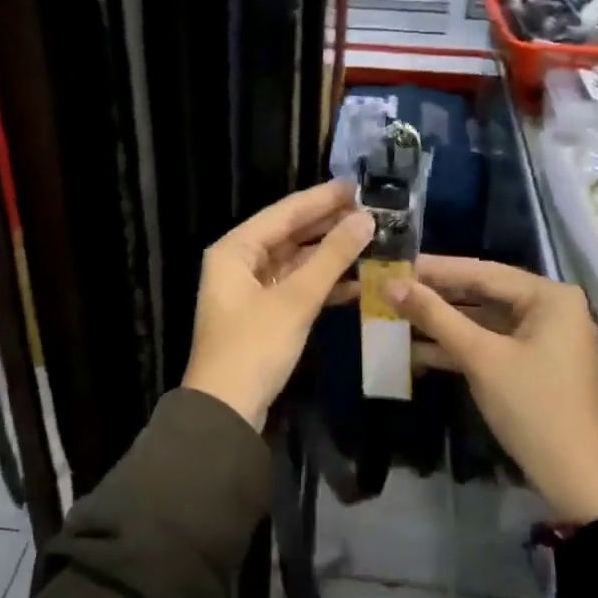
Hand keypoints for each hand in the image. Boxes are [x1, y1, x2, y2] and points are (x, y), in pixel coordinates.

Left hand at [182, 181, 373, 429]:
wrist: (226, 412)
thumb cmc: (254, 347)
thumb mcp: (296, 299)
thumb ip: (331, 257)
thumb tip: (366, 219)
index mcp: (235, 249)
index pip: (284, 212)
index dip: (322, 198)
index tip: (358, 185)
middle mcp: (239, 262)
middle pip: (289, 234)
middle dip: (328, 224)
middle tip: (371, 211)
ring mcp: (250, 290)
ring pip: (295, 261)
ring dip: (329, 254)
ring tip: (371, 240)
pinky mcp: (263, 315)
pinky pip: (295, 287)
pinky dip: (322, 283)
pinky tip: (357, 281)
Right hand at [392, 257, 597, 523]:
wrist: (576, 480)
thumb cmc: (533, 408)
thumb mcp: (481, 358)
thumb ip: (435, 316)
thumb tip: (391, 284)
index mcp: (549, 297)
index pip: (482, 271)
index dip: (435, 269)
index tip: (394, 264)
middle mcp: (550, 308)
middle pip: (482, 294)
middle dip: (435, 297)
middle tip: (390, 290)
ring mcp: (542, 338)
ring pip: (482, 320)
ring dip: (441, 323)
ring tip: (394, 317)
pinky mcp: (531, 364)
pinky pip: (489, 344)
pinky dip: (457, 347)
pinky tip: (416, 350)